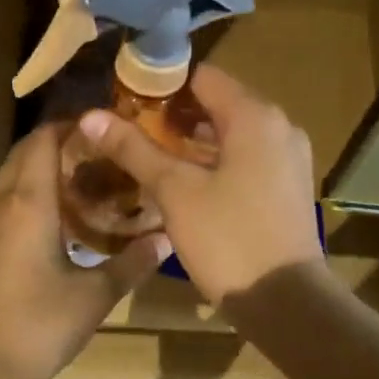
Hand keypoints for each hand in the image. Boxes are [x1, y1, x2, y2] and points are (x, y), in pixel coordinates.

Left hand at [0, 124, 169, 378]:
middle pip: (24, 152)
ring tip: (81, 181)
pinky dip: (26, 194)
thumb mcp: (94, 296)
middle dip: (59, 143)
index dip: (72, 125)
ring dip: (39, 168)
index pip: (44, 139)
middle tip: (101, 154)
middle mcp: (0, 202)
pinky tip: (54, 221)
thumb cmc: (38, 327)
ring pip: (9, 176)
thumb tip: (167, 239)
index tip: (106, 127)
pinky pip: (1, 201)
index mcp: (29, 202)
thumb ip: (132, 263)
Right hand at [78, 65, 322, 303]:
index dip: (161, 85)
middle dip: (173, 117)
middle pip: (218, 104)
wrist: (287, 302)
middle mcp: (279, 127)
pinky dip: (215, 163)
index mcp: (254, 116)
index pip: (202, 76)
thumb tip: (90, 115)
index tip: (126, 103)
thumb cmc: (228, 239)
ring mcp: (287, 159)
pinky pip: (245, 160)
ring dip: (192, 142)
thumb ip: (134, 149)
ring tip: (148, 158)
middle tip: (130, 133)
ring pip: (232, 135)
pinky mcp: (287, 188)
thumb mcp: (174, 192)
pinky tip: (183, 186)